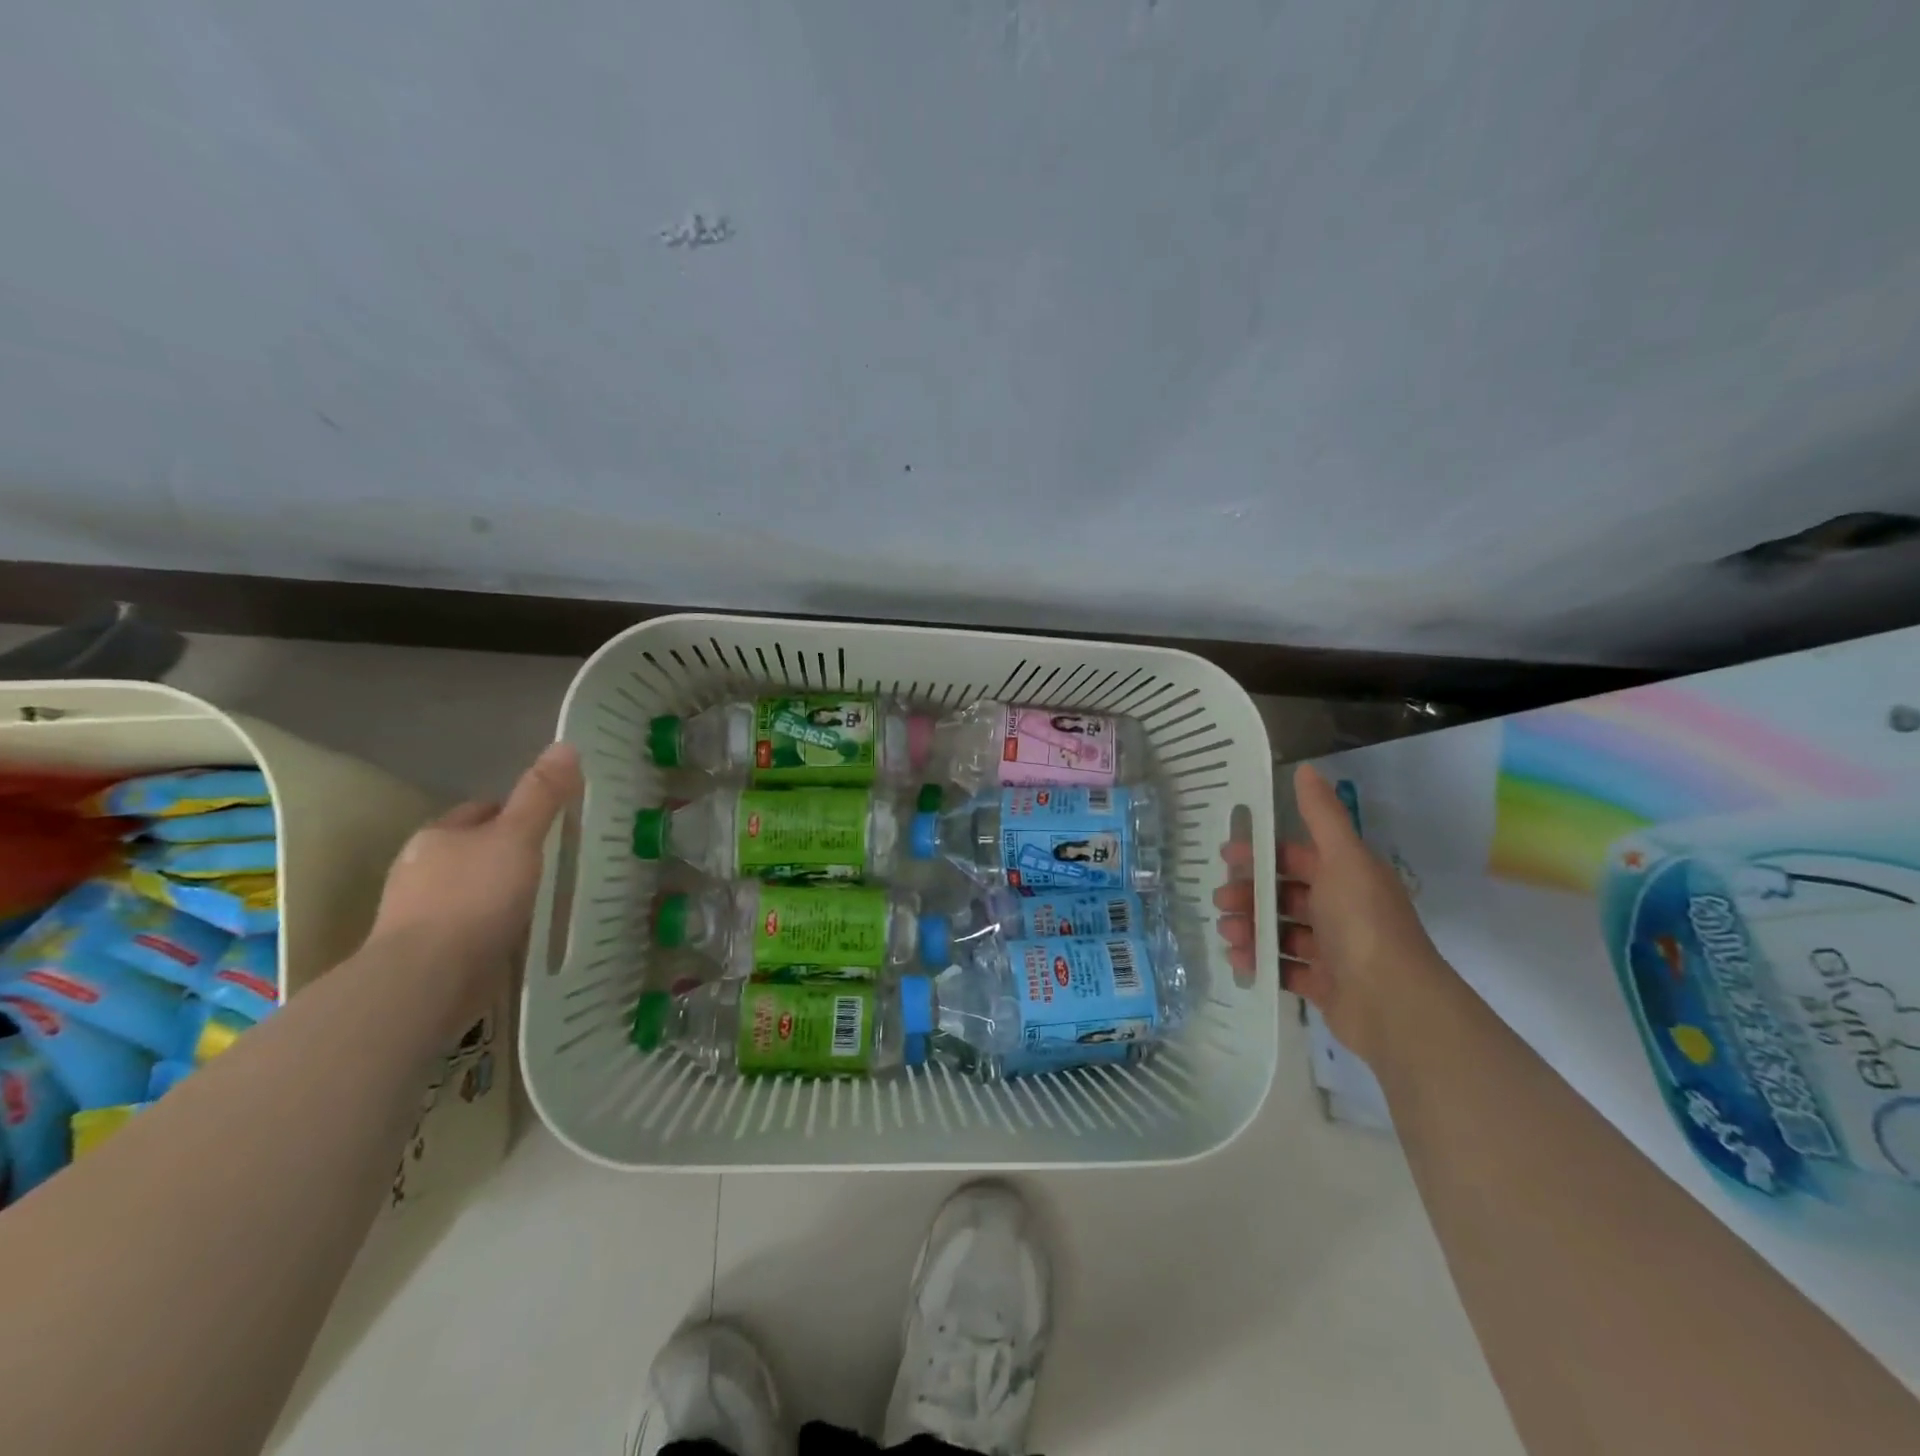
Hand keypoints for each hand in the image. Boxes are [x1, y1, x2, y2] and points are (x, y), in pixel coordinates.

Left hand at [368, 743, 582, 1032]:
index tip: (550, 825)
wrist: (427, 980)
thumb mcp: (518, 838)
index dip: (515, 812)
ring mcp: (418, 914)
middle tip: (553, 862)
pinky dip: (490, 926)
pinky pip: (467, 926)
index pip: (481, 811)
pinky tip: (515, 935)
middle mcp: (420, 869)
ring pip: (469, 889)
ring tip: (540, 900)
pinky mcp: (426, 953)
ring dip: (498, 892)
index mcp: (438, 835)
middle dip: (506, 854)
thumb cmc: (474, 898)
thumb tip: (566, 744)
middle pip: (473, 850)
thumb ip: (541, 795)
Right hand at [1213, 762, 1447, 1065]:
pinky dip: (1262, 962)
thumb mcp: (1342, 859)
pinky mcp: (1325, 985)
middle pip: (1285, 893)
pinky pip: (1286, 967)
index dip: (1263, 853)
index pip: (1298, 856)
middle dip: (1250, 894)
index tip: (1227, 856)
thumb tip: (1306, 768)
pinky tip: (1240, 960)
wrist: (1393, 1003)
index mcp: (1347, 876)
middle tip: (1221, 900)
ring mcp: (1334, 950)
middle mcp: (1342, 909)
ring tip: (1227, 933)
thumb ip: (1322, 815)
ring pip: (1282, 930)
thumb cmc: (1363, 922)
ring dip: (1251, 927)